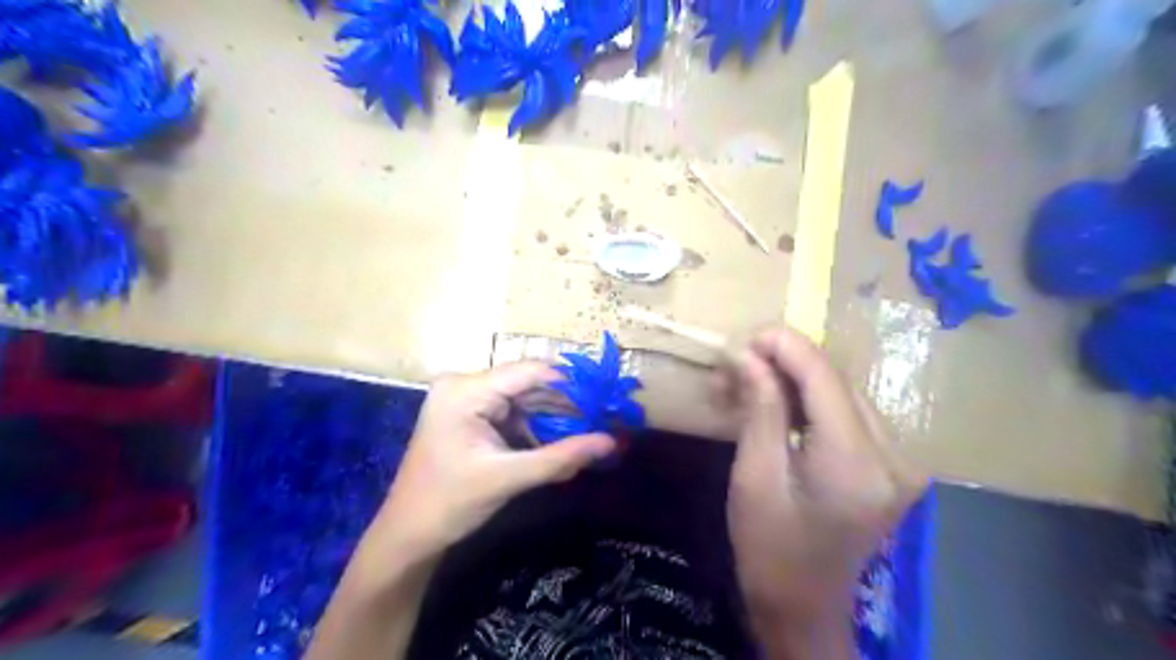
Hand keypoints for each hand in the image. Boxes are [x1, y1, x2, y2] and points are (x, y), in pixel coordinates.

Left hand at [361, 362, 617, 562]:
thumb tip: (610, 442)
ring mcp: (466, 398)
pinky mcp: (470, 414)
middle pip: (528, 383)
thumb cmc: (450, 504)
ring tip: (590, 430)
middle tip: (604, 419)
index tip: (606, 400)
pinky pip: (512, 411)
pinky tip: (561, 440)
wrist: (407, 534)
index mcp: (466, 390)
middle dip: (566, 404)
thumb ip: (561, 458)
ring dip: (554, 416)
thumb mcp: (508, 478)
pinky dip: (536, 426)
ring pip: (524, 398)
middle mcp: (465, 384)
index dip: (571, 384)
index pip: (530, 372)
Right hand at [721, 329, 922, 643]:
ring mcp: (901, 461)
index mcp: (856, 463)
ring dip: (797, 380)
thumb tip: (747, 355)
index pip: (824, 377)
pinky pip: (849, 414)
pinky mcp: (893, 465)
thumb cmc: (769, 548)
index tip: (745, 335)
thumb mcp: (754, 475)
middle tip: (737, 363)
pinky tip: (780, 403)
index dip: (785, 346)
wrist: (804, 606)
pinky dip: (812, 401)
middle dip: (785, 362)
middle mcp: (894, 455)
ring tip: (751, 382)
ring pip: (843, 393)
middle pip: (837, 381)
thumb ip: (760, 408)